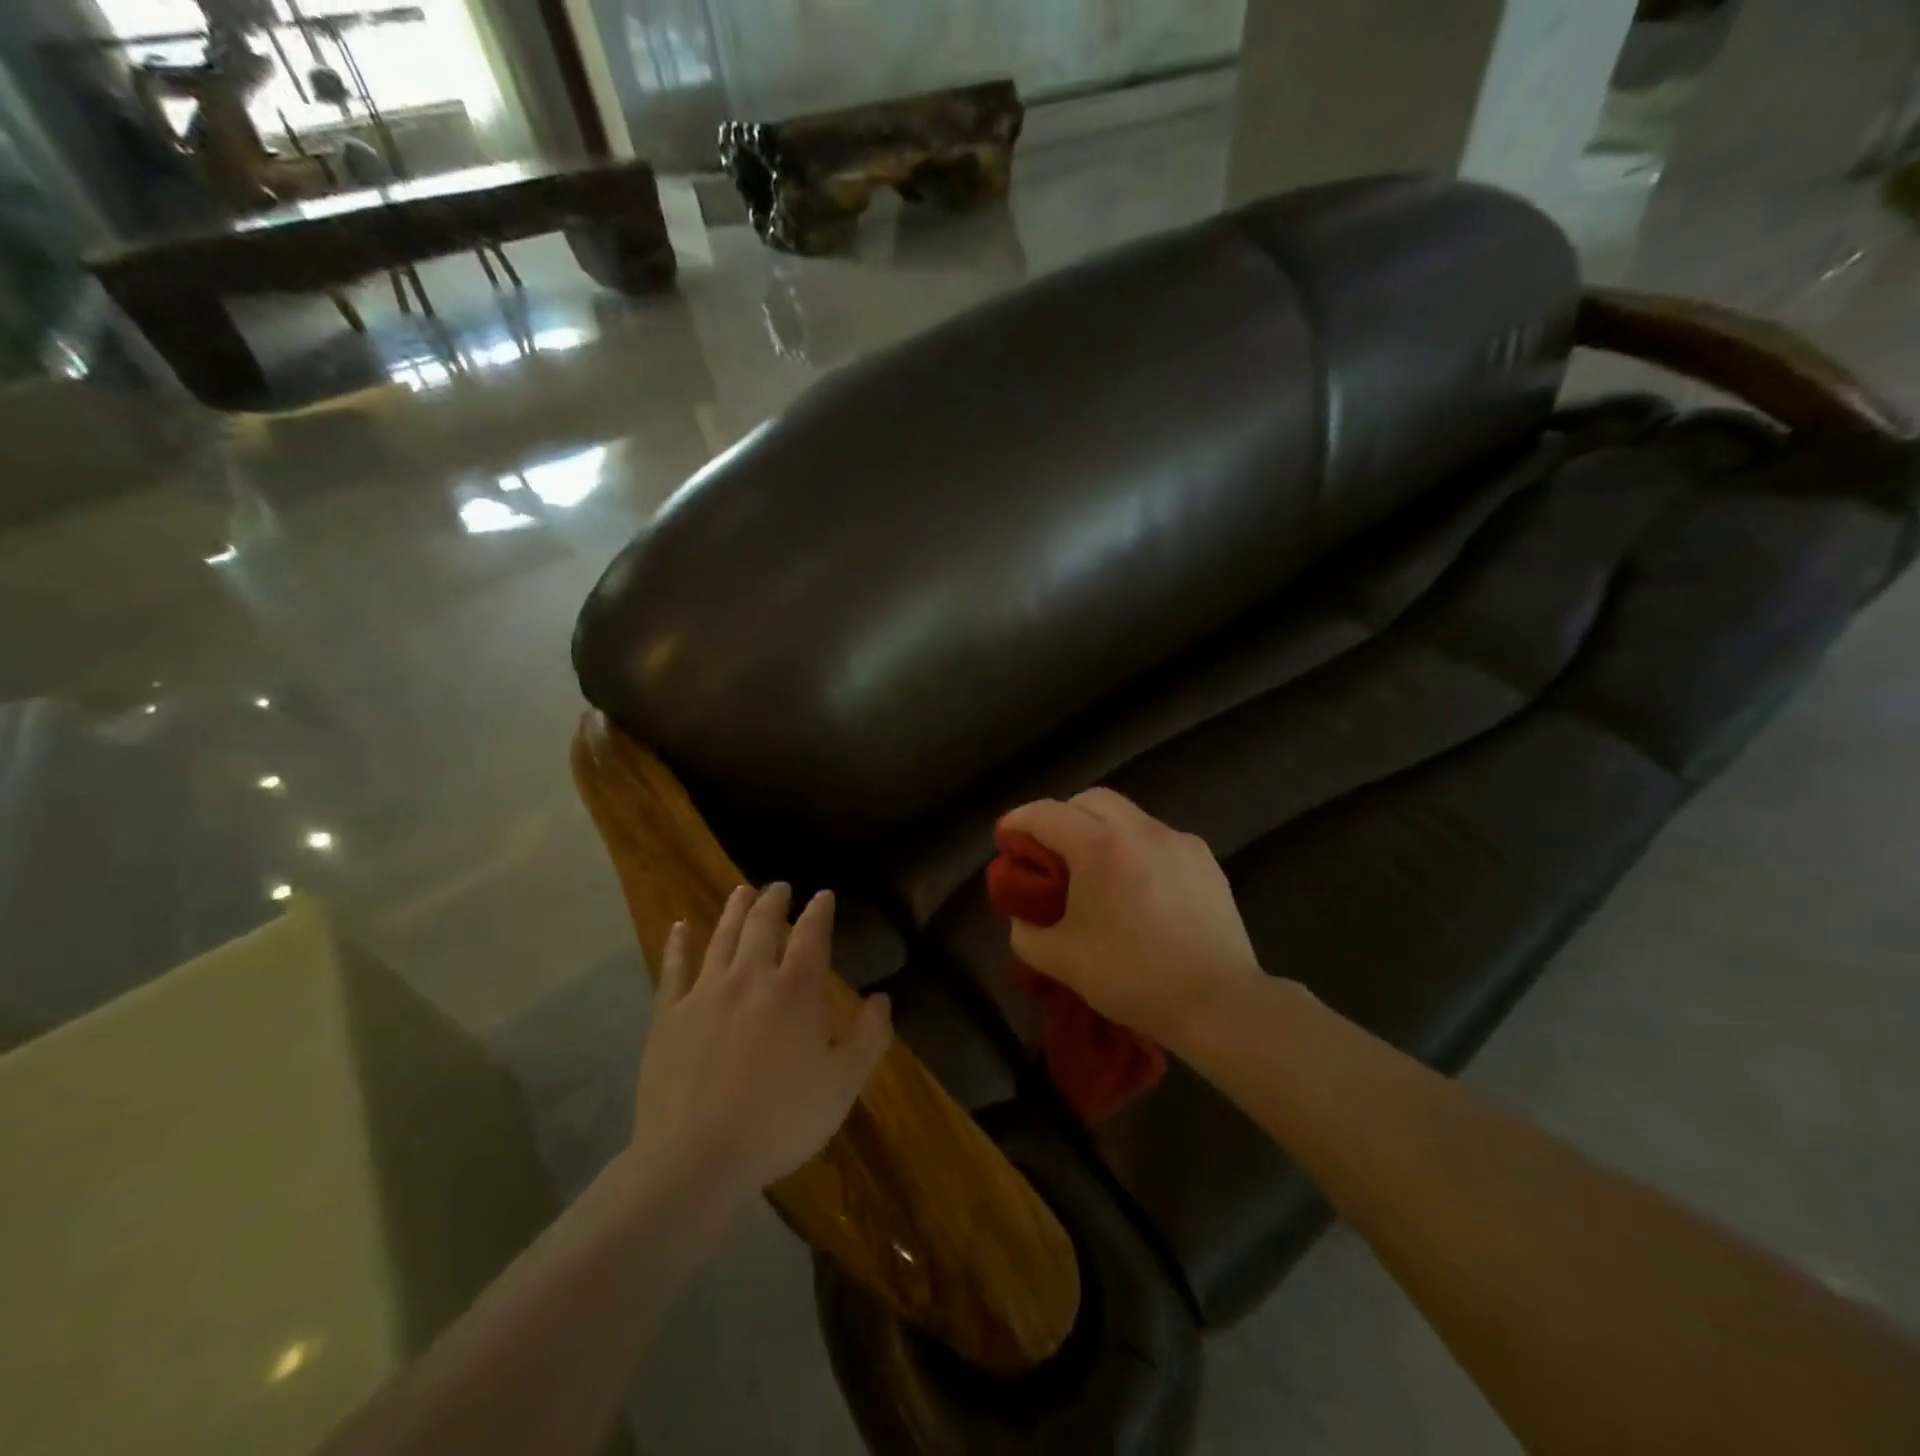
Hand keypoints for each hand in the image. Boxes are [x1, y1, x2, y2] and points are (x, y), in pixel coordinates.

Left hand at [627, 884, 891, 1210]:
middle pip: (762, 925)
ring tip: (742, 891)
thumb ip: (869, 1038)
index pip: (811, 936)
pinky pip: (674, 967)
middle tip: (780, 886)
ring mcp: (704, 993)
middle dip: (774, 901)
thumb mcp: (842, 1086)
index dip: (819, 912)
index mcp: (794, 992)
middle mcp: (749, 978)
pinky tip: (680, 926)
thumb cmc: (779, 1122)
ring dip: (734, 910)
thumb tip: (882, 998)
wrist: (695, 1159)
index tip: (824, 895)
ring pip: (722, 937)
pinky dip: (679, 943)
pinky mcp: (668, 1015)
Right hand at [998, 789, 1264, 1050]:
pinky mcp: (1205, 860)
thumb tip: (1022, 916)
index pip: (1046, 814)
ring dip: (1101, 830)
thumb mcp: (1062, 961)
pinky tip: (1138, 886)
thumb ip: (1026, 933)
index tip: (1005, 838)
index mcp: (1100, 847)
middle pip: (1090, 800)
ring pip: (1128, 815)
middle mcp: (1140, 830)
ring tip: (1096, 870)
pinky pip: (1159, 838)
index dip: (1018, 821)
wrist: (1219, 1002)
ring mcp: (1178, 841)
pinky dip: (1136, 848)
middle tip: (1049, 851)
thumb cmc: (1133, 977)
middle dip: (1062, 816)